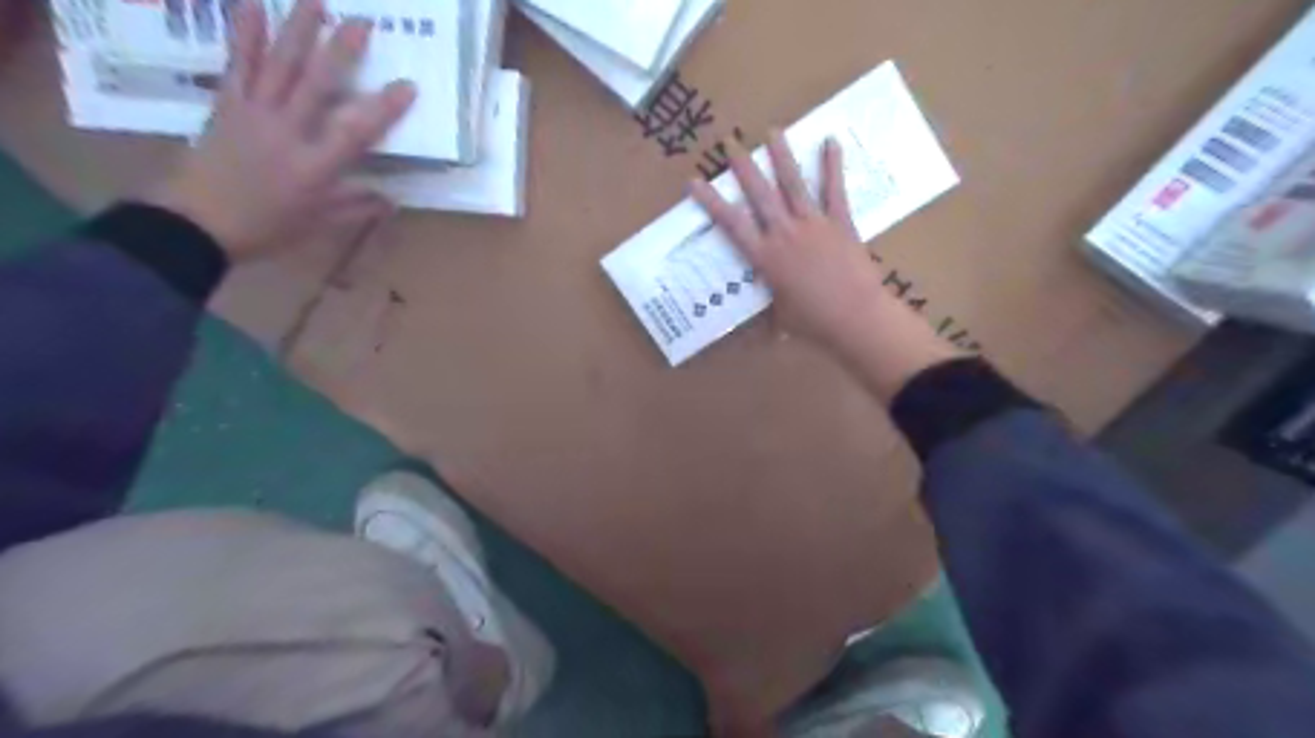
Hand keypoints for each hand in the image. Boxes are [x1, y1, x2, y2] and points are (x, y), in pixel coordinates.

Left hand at [142, 0, 411, 259]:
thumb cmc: (266, 227)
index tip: (407, 86)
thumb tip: (392, 200)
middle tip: (362, 21)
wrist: (196, 221)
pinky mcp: (227, 104)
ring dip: (298, 30)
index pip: (355, 132)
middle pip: (316, 85)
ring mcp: (254, 113)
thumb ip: (356, 208)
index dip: (383, 108)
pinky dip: (245, 34)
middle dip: (341, 51)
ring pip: (280, 65)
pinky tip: (252, 6)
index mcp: (314, 167)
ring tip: (315, 0)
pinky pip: (238, 64)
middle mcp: (287, 132)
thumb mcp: (319, 224)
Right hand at [691, 130, 963, 400]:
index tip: (694, 181)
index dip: (711, 201)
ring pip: (793, 184)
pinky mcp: (840, 223)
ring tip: (772, 131)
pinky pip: (834, 190)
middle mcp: (784, 233)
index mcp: (765, 257)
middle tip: (731, 142)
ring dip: (781, 156)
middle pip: (760, 194)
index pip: (731, 223)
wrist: (854, 316)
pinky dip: (832, 165)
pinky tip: (830, 141)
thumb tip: (762, 333)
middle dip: (743, 166)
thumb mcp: (781, 319)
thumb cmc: (813, 322)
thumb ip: (770, 315)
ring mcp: (813, 224)